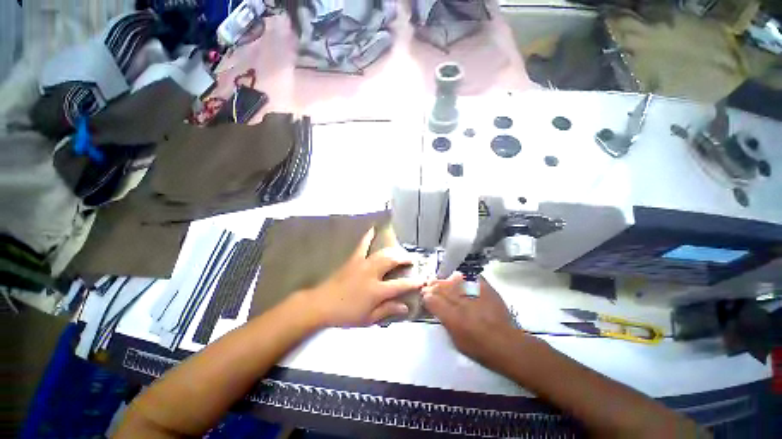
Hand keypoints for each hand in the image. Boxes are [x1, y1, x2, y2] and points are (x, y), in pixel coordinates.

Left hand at [305, 228, 424, 327]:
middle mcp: (372, 273)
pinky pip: (362, 245)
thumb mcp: (368, 319)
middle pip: (392, 261)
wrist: (321, 305)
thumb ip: (387, 311)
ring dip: (393, 251)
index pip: (400, 285)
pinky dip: (368, 236)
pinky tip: (372, 228)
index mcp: (376, 290)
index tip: (423, 280)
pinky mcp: (353, 260)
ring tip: (400, 252)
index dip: (413, 283)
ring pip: (382, 253)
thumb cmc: (346, 314)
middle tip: (412, 260)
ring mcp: (362, 264)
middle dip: (404, 259)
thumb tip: (405, 307)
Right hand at [422, 274, 530, 366]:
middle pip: (441, 288)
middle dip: (433, 286)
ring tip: (443, 280)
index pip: (432, 300)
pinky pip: (471, 277)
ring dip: (446, 280)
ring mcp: (474, 294)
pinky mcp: (486, 288)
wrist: (506, 344)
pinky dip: (464, 277)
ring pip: (453, 280)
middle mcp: (461, 302)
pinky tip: (460, 277)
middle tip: (430, 284)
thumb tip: (436, 309)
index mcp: (452, 317)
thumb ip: (445, 321)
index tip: (425, 295)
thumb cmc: (479, 348)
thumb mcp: (456, 340)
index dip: (426, 297)